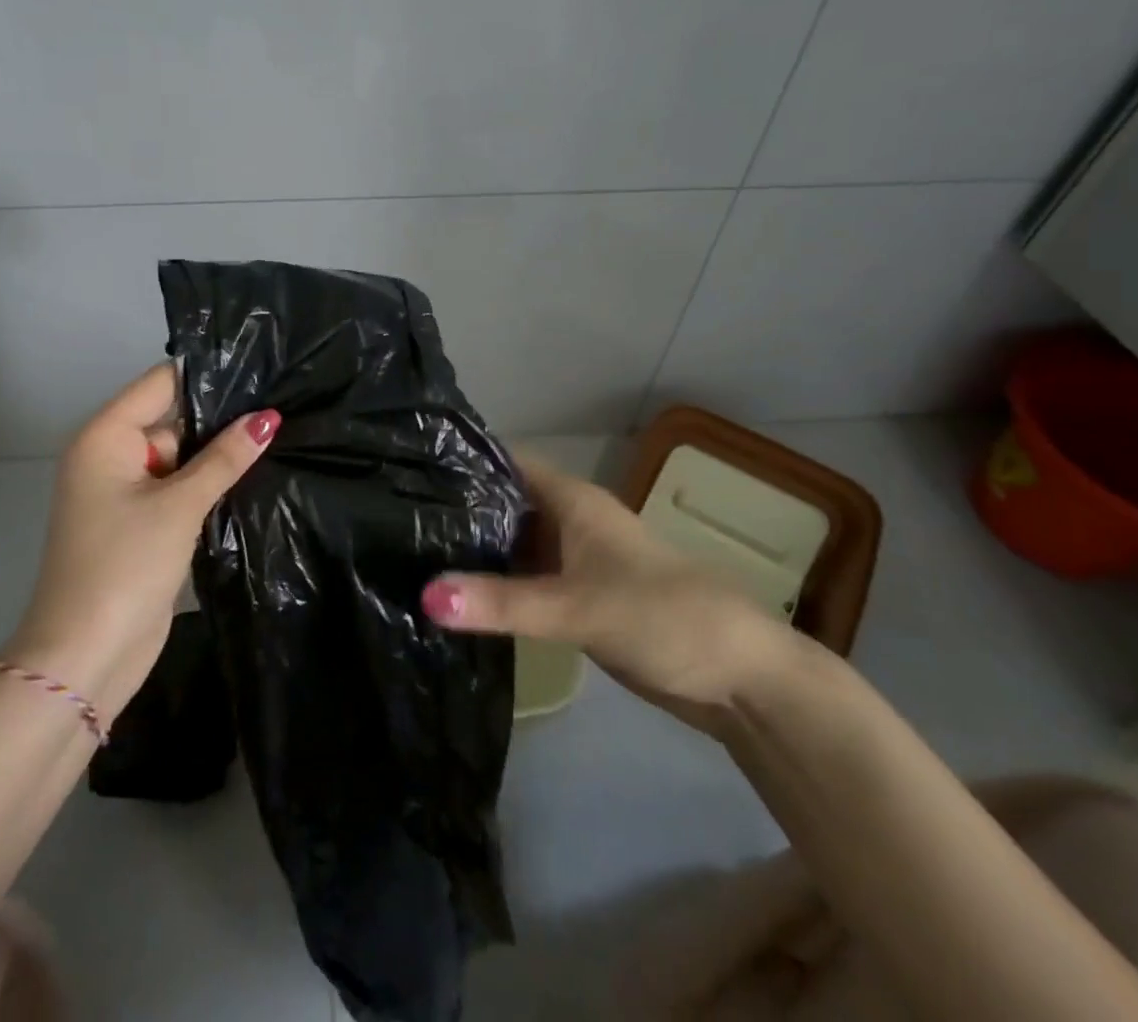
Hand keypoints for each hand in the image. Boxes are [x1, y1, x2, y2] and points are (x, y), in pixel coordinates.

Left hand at [1, 364, 279, 721]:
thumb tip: (268, 417)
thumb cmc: (125, 566)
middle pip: (172, 418)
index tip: (260, 366)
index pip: (161, 383)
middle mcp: (110, 455)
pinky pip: (177, 487)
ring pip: (180, 456)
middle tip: (281, 406)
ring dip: (217, 455)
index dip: (207, 375)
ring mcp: (124, 491)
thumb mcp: (180, 505)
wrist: (84, 656)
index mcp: (105, 437)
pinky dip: (206, 485)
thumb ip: (225, 458)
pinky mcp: (139, 522)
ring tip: (278, 435)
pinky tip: (252, 475)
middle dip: (220, 419)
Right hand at [421, 451, 807, 733]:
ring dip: (474, 550)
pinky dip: (495, 585)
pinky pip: (526, 579)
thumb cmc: (663, 616)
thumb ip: (502, 604)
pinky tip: (457, 597)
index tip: (405, 467)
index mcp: (572, 500)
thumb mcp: (577, 608)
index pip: (503, 461)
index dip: (460, 460)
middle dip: (457, 509)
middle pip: (502, 502)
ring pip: (513, 543)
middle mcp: (569, 520)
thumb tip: (424, 597)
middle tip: (396, 518)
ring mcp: (574, 560)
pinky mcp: (578, 597)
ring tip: (410, 553)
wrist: (741, 677)